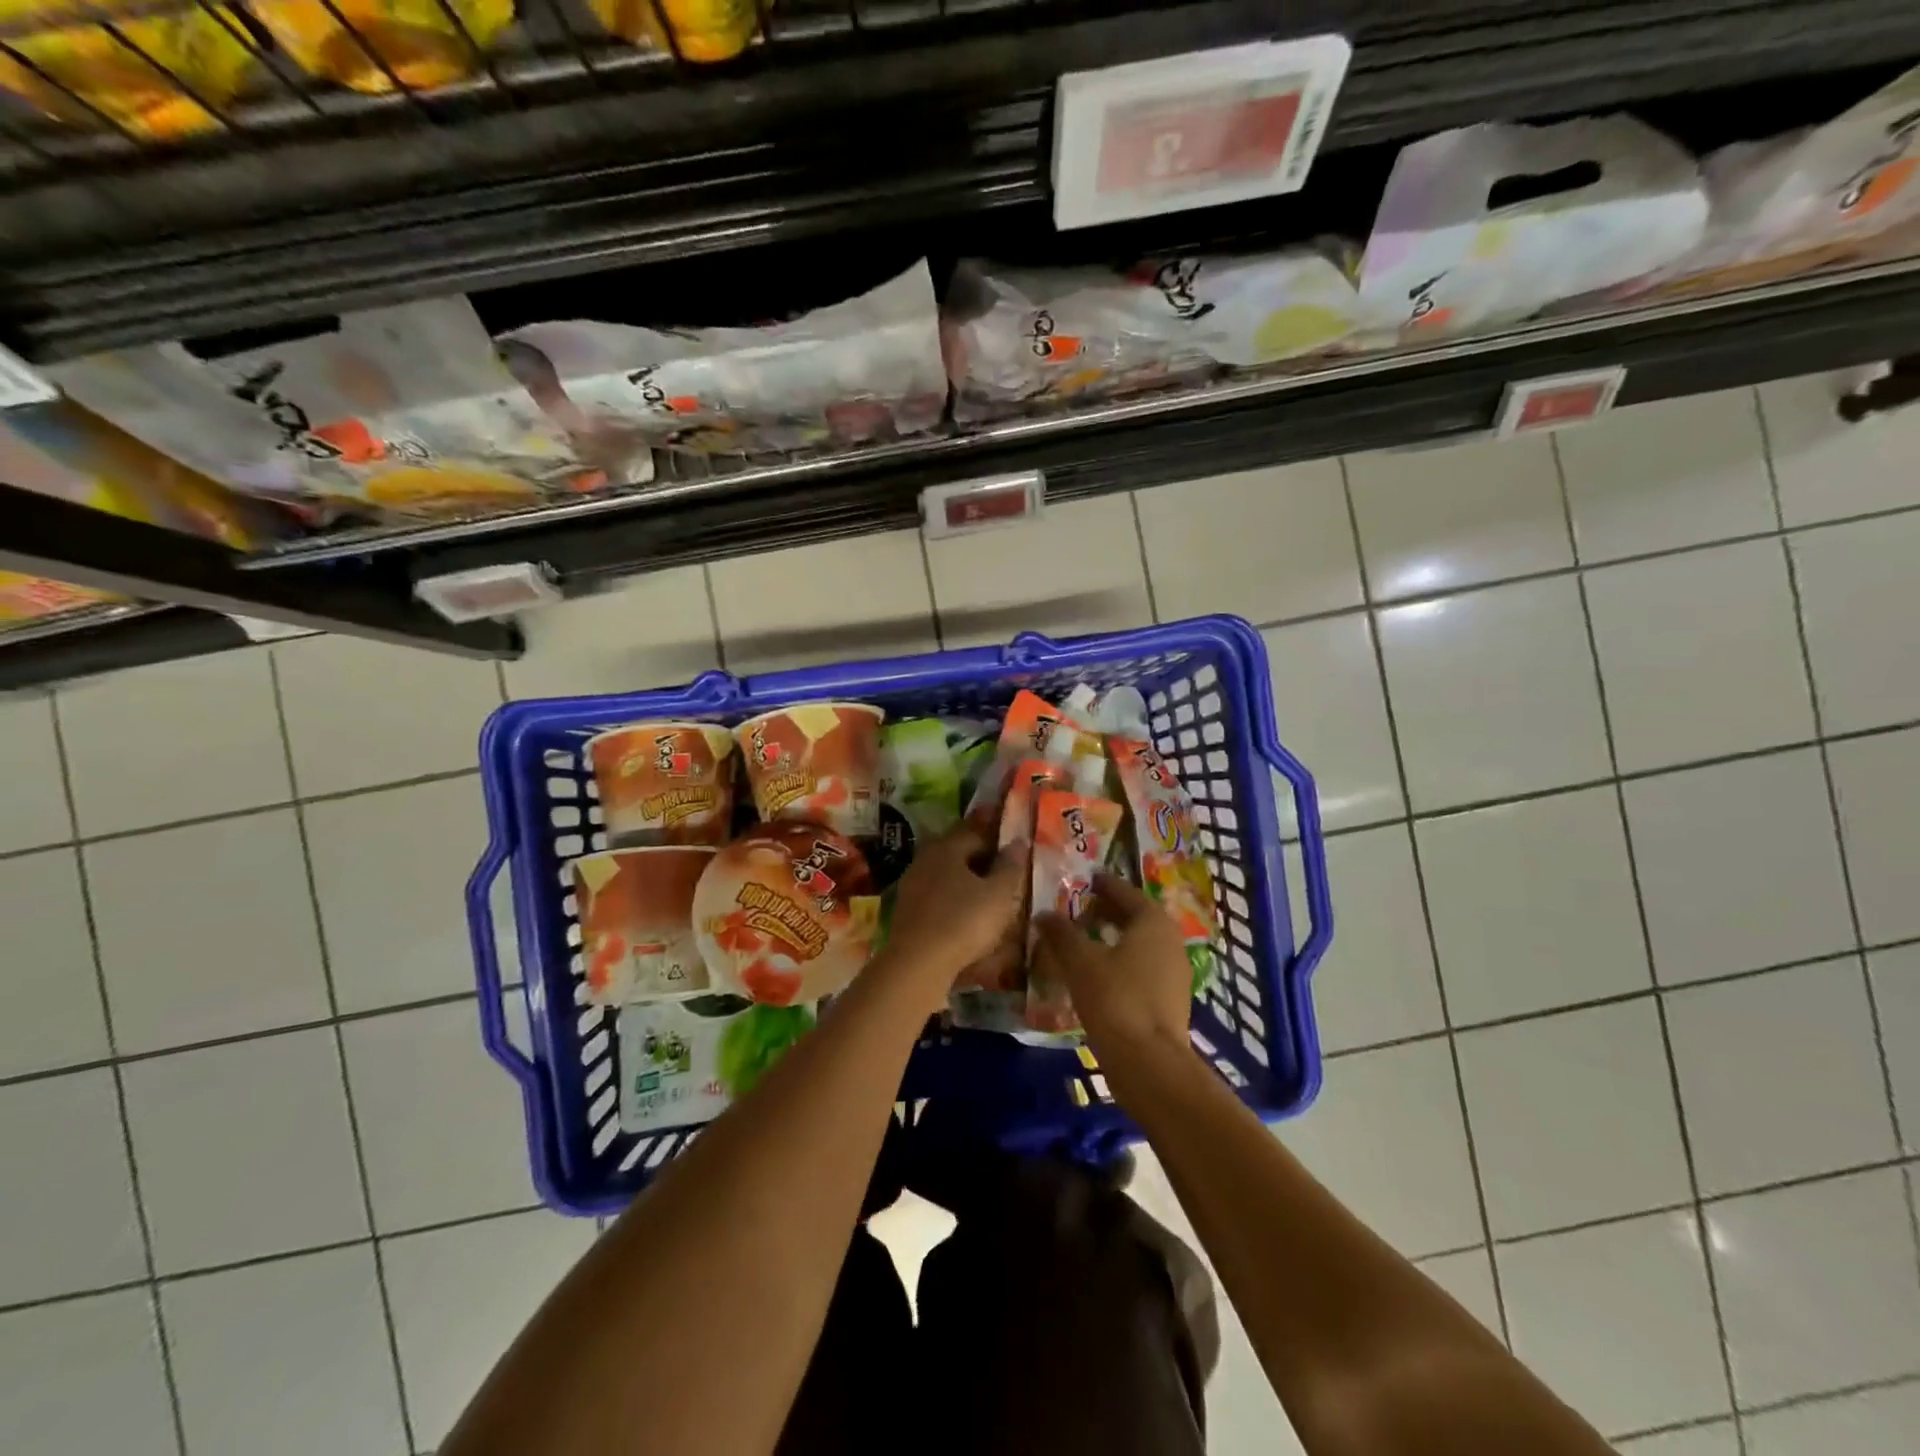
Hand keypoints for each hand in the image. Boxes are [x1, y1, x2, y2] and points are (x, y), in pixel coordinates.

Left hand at [880, 824, 1024, 1005]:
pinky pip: (938, 897)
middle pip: (959, 852)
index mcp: (947, 847)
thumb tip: (1018, 842)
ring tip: (990, 894)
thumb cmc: (964, 921)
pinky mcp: (907, 911)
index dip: (998, 836)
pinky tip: (967, 914)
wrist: (917, 964)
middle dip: (982, 858)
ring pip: (947, 875)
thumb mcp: (999, 894)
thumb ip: (1010, 866)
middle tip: (1005, 868)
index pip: (976, 831)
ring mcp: (912, 885)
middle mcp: (926, 858)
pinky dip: (954, 900)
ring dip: (967, 881)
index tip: (1014, 842)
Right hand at [1033, 873, 1191, 1065]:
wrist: (1150, 1063)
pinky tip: (1098, 974)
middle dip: (1107, 912)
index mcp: (1153, 922)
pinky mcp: (1170, 1000)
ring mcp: (1174, 973)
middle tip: (1078, 910)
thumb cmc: (1116, 999)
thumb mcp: (1080, 962)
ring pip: (1139, 944)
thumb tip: (1044, 913)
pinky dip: (1121, 962)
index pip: (1125, 892)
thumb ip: (1061, 934)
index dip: (1103, 885)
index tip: (1085, 880)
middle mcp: (1170, 941)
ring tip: (1083, 941)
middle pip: (1135, 917)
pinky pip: (1142, 968)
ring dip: (1113, 939)